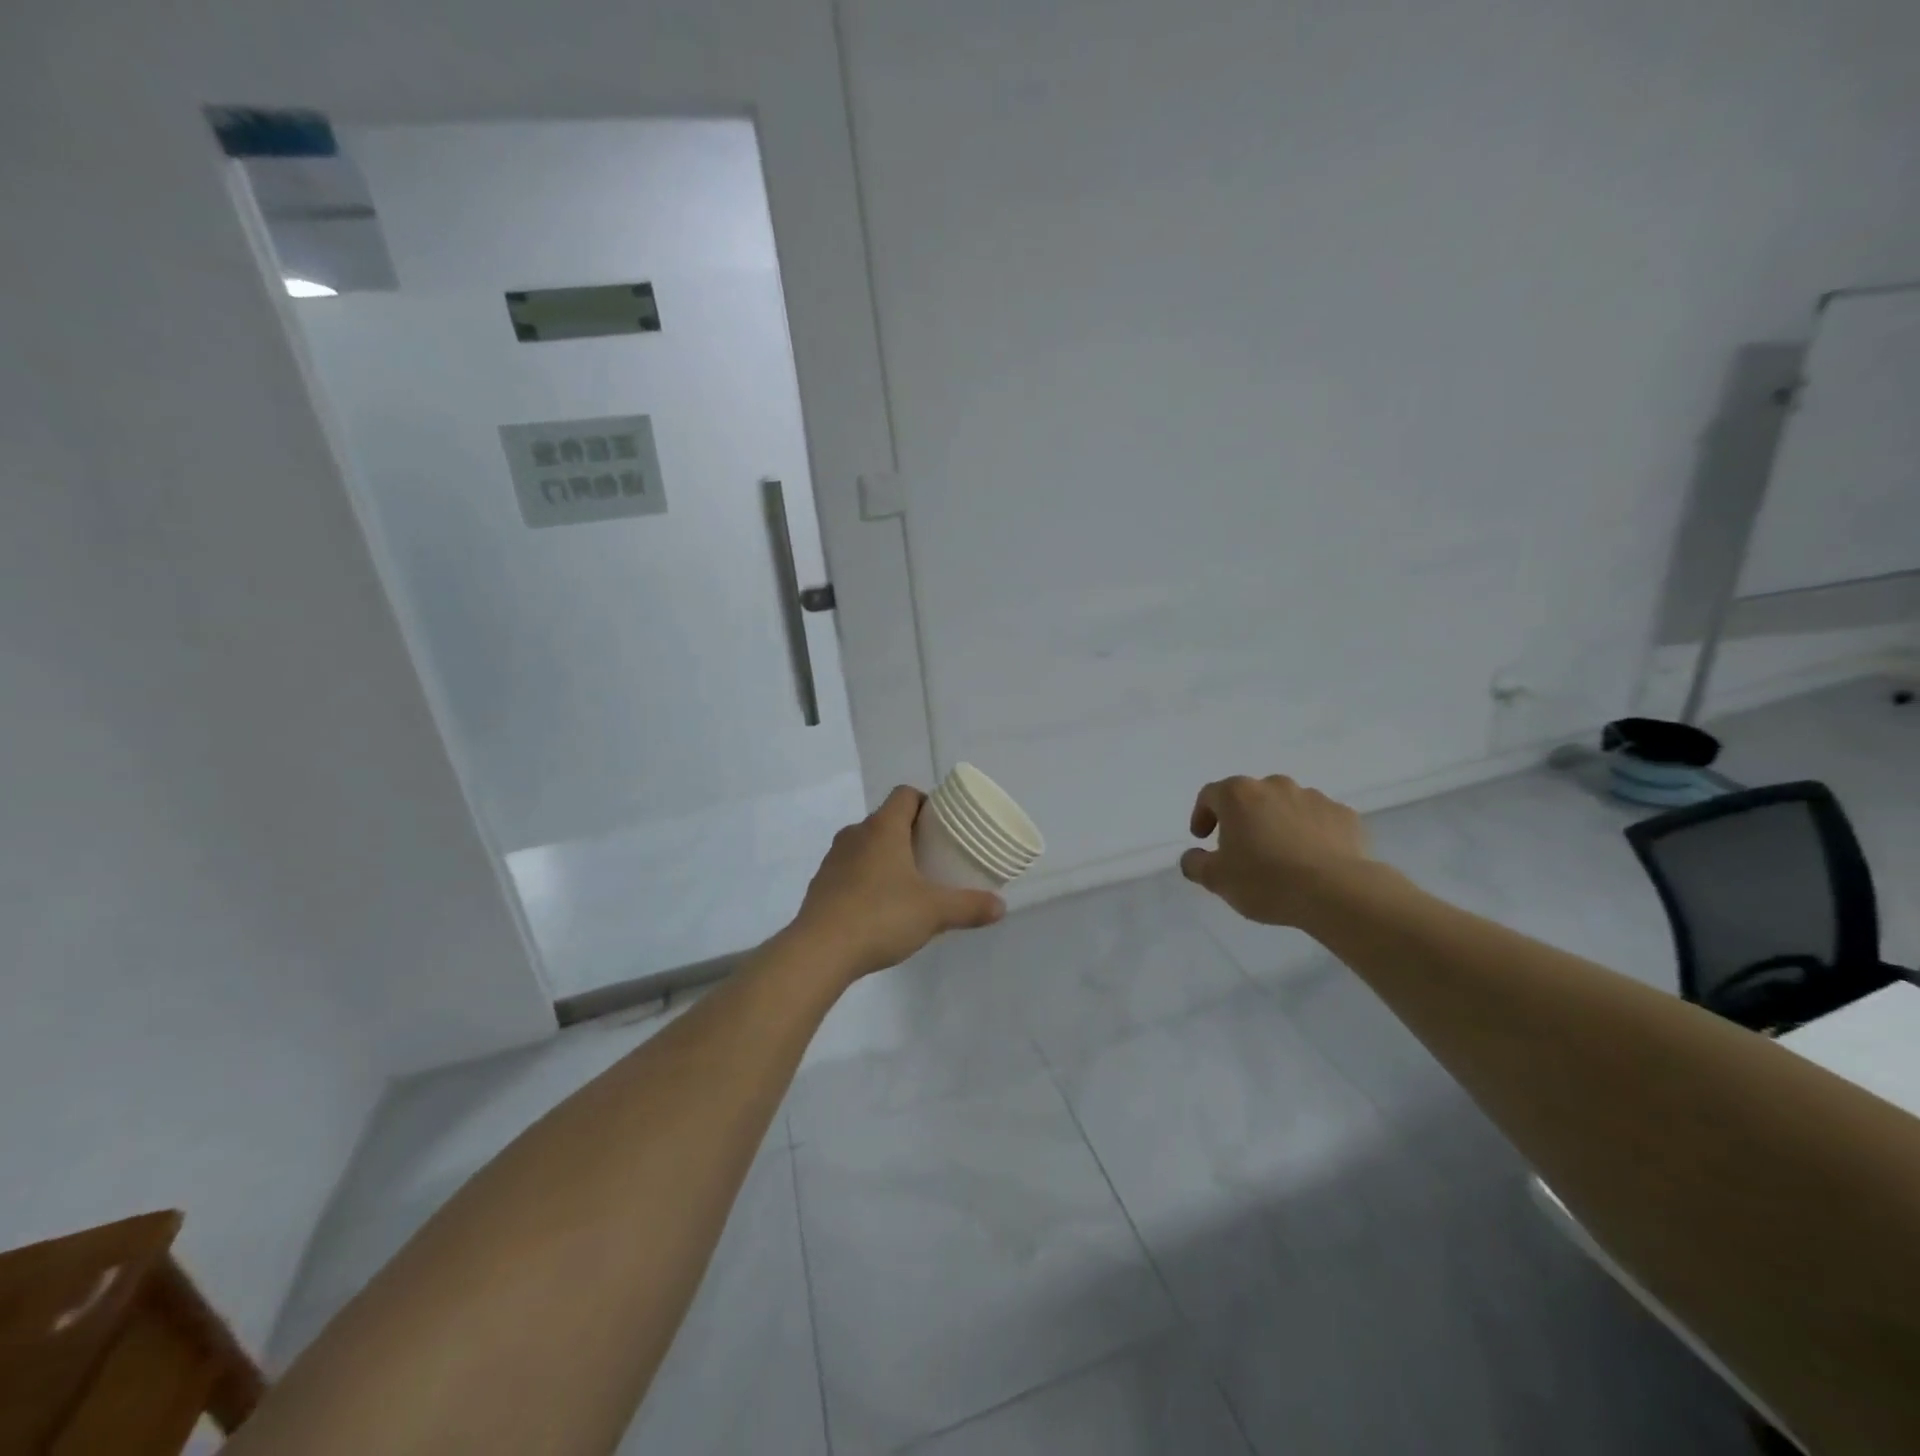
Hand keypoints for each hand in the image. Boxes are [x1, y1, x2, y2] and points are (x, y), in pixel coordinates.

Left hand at [790, 786, 1005, 981]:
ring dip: (886, 855)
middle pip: (886, 819)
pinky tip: (880, 906)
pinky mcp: (821, 884)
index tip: (942, 824)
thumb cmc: (881, 916)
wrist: (820, 951)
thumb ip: (969, 906)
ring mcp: (833, 859)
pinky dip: (866, 878)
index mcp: (882, 828)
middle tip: (933, 856)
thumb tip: (1001, 907)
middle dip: (910, 833)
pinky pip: (850, 869)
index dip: (925, 802)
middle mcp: (855, 834)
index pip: (905, 795)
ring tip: (908, 882)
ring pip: (866, 845)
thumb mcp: (934, 912)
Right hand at [1179, 774, 1370, 926]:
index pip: (1210, 795)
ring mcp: (1313, 797)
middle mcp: (1274, 786)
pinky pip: (1318, 820)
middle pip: (1250, 797)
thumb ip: (1195, 864)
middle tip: (1242, 848)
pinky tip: (1311, 859)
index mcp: (1238, 795)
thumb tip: (1193, 856)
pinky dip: (1310, 833)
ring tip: (1280, 856)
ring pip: (1285, 806)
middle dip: (1242, 818)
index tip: (1203, 839)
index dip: (1202, 815)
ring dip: (1277, 823)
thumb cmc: (1265, 881)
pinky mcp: (1344, 815)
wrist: (1336, 892)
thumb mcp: (1216, 879)